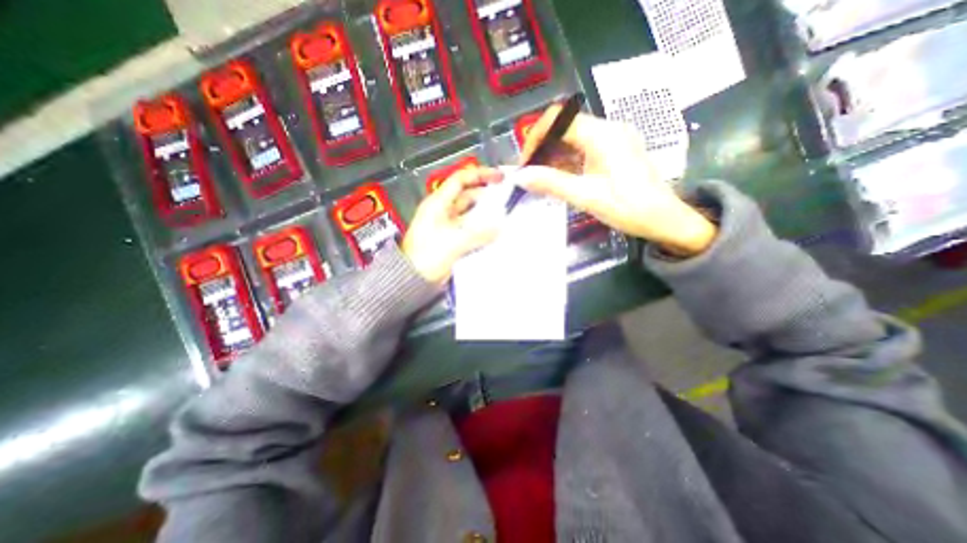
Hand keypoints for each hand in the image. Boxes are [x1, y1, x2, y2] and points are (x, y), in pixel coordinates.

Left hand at [403, 165, 501, 284]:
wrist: (411, 279)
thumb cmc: (427, 256)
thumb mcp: (454, 242)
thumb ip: (479, 234)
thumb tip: (499, 228)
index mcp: (438, 204)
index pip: (460, 180)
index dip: (480, 175)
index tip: (499, 177)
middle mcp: (442, 212)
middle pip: (467, 197)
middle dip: (486, 196)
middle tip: (506, 200)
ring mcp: (446, 226)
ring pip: (469, 215)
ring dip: (485, 215)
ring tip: (504, 217)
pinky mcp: (450, 240)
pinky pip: (469, 230)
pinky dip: (480, 230)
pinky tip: (494, 234)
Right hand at [513, 109, 716, 257]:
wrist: (665, 219)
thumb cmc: (628, 208)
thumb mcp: (586, 197)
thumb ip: (552, 183)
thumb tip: (521, 177)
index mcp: (602, 135)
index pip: (559, 119)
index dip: (536, 137)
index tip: (526, 162)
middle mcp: (608, 129)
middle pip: (565, 127)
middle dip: (543, 148)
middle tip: (530, 174)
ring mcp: (613, 139)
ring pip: (573, 139)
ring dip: (554, 156)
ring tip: (542, 180)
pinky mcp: (615, 151)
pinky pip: (584, 149)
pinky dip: (568, 161)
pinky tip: (560, 179)